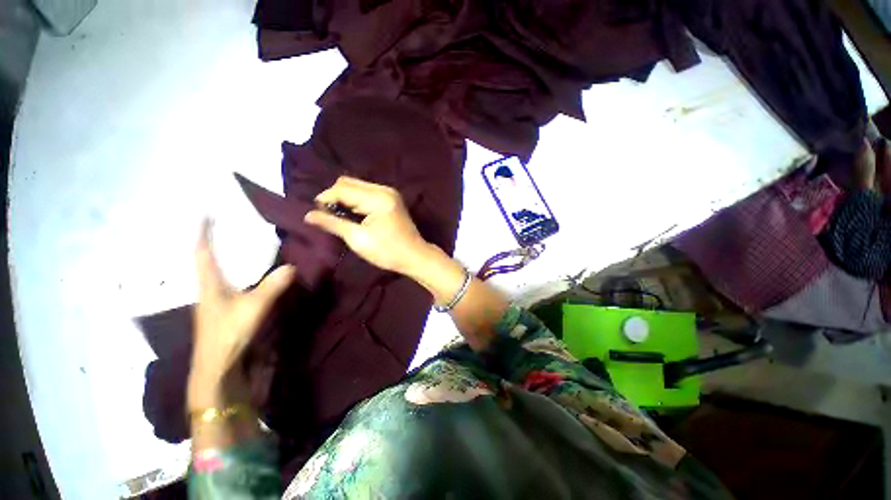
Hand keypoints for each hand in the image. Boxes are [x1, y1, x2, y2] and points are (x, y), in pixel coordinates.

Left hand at [188, 220, 294, 408]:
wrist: (218, 366)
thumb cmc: (228, 334)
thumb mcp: (252, 308)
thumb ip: (272, 287)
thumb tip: (292, 267)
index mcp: (210, 284)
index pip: (203, 252)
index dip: (204, 232)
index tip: (205, 213)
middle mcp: (210, 288)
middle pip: (208, 259)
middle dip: (215, 240)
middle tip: (228, 224)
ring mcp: (216, 299)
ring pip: (219, 270)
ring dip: (226, 256)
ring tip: (239, 242)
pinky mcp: (226, 308)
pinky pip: (230, 281)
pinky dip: (237, 271)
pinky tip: (248, 270)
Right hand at [304, 176, 430, 274]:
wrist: (415, 256)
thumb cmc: (388, 251)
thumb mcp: (358, 239)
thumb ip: (333, 224)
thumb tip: (308, 215)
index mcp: (378, 198)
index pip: (343, 188)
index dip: (325, 198)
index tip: (317, 214)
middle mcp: (384, 189)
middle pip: (349, 183)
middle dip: (334, 197)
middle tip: (329, 216)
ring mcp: (389, 193)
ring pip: (357, 186)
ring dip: (344, 198)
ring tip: (340, 217)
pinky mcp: (390, 199)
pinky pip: (366, 193)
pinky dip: (355, 201)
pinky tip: (353, 214)